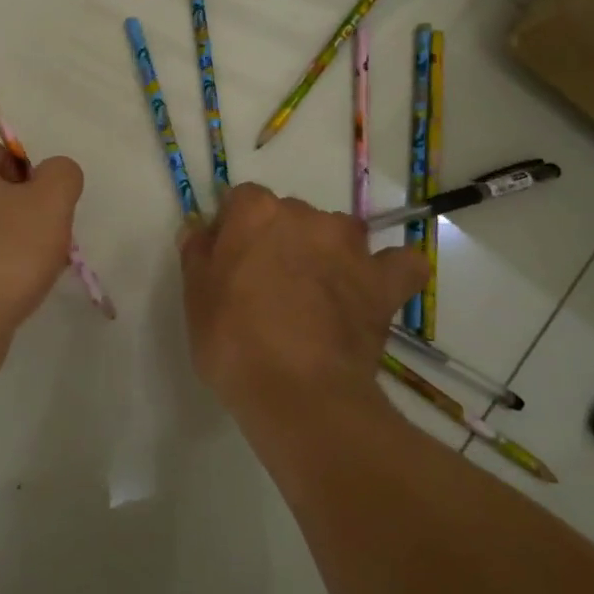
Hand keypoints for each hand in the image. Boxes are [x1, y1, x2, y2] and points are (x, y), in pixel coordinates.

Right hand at [180, 183, 425, 414]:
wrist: (298, 393)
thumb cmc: (232, 342)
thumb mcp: (195, 297)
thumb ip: (198, 253)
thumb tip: (201, 229)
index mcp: (256, 213)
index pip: (242, 200)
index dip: (234, 229)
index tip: (228, 261)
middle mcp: (305, 216)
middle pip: (289, 214)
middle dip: (279, 239)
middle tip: (267, 285)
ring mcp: (350, 247)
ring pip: (338, 233)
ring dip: (327, 251)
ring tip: (317, 294)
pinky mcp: (384, 282)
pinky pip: (398, 263)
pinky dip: (388, 271)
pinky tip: (375, 289)